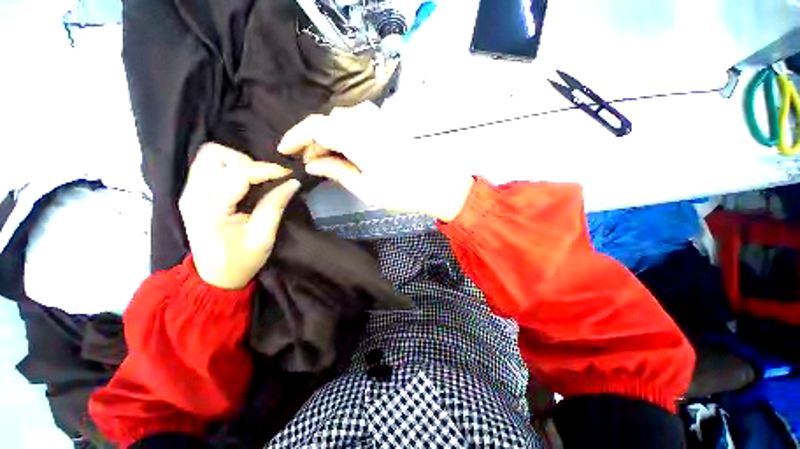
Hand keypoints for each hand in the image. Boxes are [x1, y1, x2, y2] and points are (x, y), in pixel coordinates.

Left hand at [179, 143, 300, 289]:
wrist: (215, 276)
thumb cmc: (241, 260)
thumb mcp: (263, 236)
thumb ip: (275, 205)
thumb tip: (292, 182)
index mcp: (210, 209)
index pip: (237, 174)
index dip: (266, 170)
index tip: (288, 174)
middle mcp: (193, 195)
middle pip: (215, 155)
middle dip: (247, 162)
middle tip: (267, 178)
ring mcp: (189, 192)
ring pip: (210, 155)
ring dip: (237, 161)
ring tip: (256, 178)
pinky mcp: (192, 192)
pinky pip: (209, 165)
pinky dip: (230, 166)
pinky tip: (245, 180)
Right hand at [277, 102, 474, 221]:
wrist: (435, 184)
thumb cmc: (401, 191)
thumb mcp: (364, 187)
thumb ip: (336, 170)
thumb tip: (311, 163)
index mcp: (356, 137)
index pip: (315, 126)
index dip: (296, 136)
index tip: (284, 150)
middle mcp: (365, 120)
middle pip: (327, 122)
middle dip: (313, 141)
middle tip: (310, 163)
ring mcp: (378, 119)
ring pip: (341, 121)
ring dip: (330, 137)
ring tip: (327, 159)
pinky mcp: (386, 124)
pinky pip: (356, 122)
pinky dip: (345, 134)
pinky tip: (347, 150)